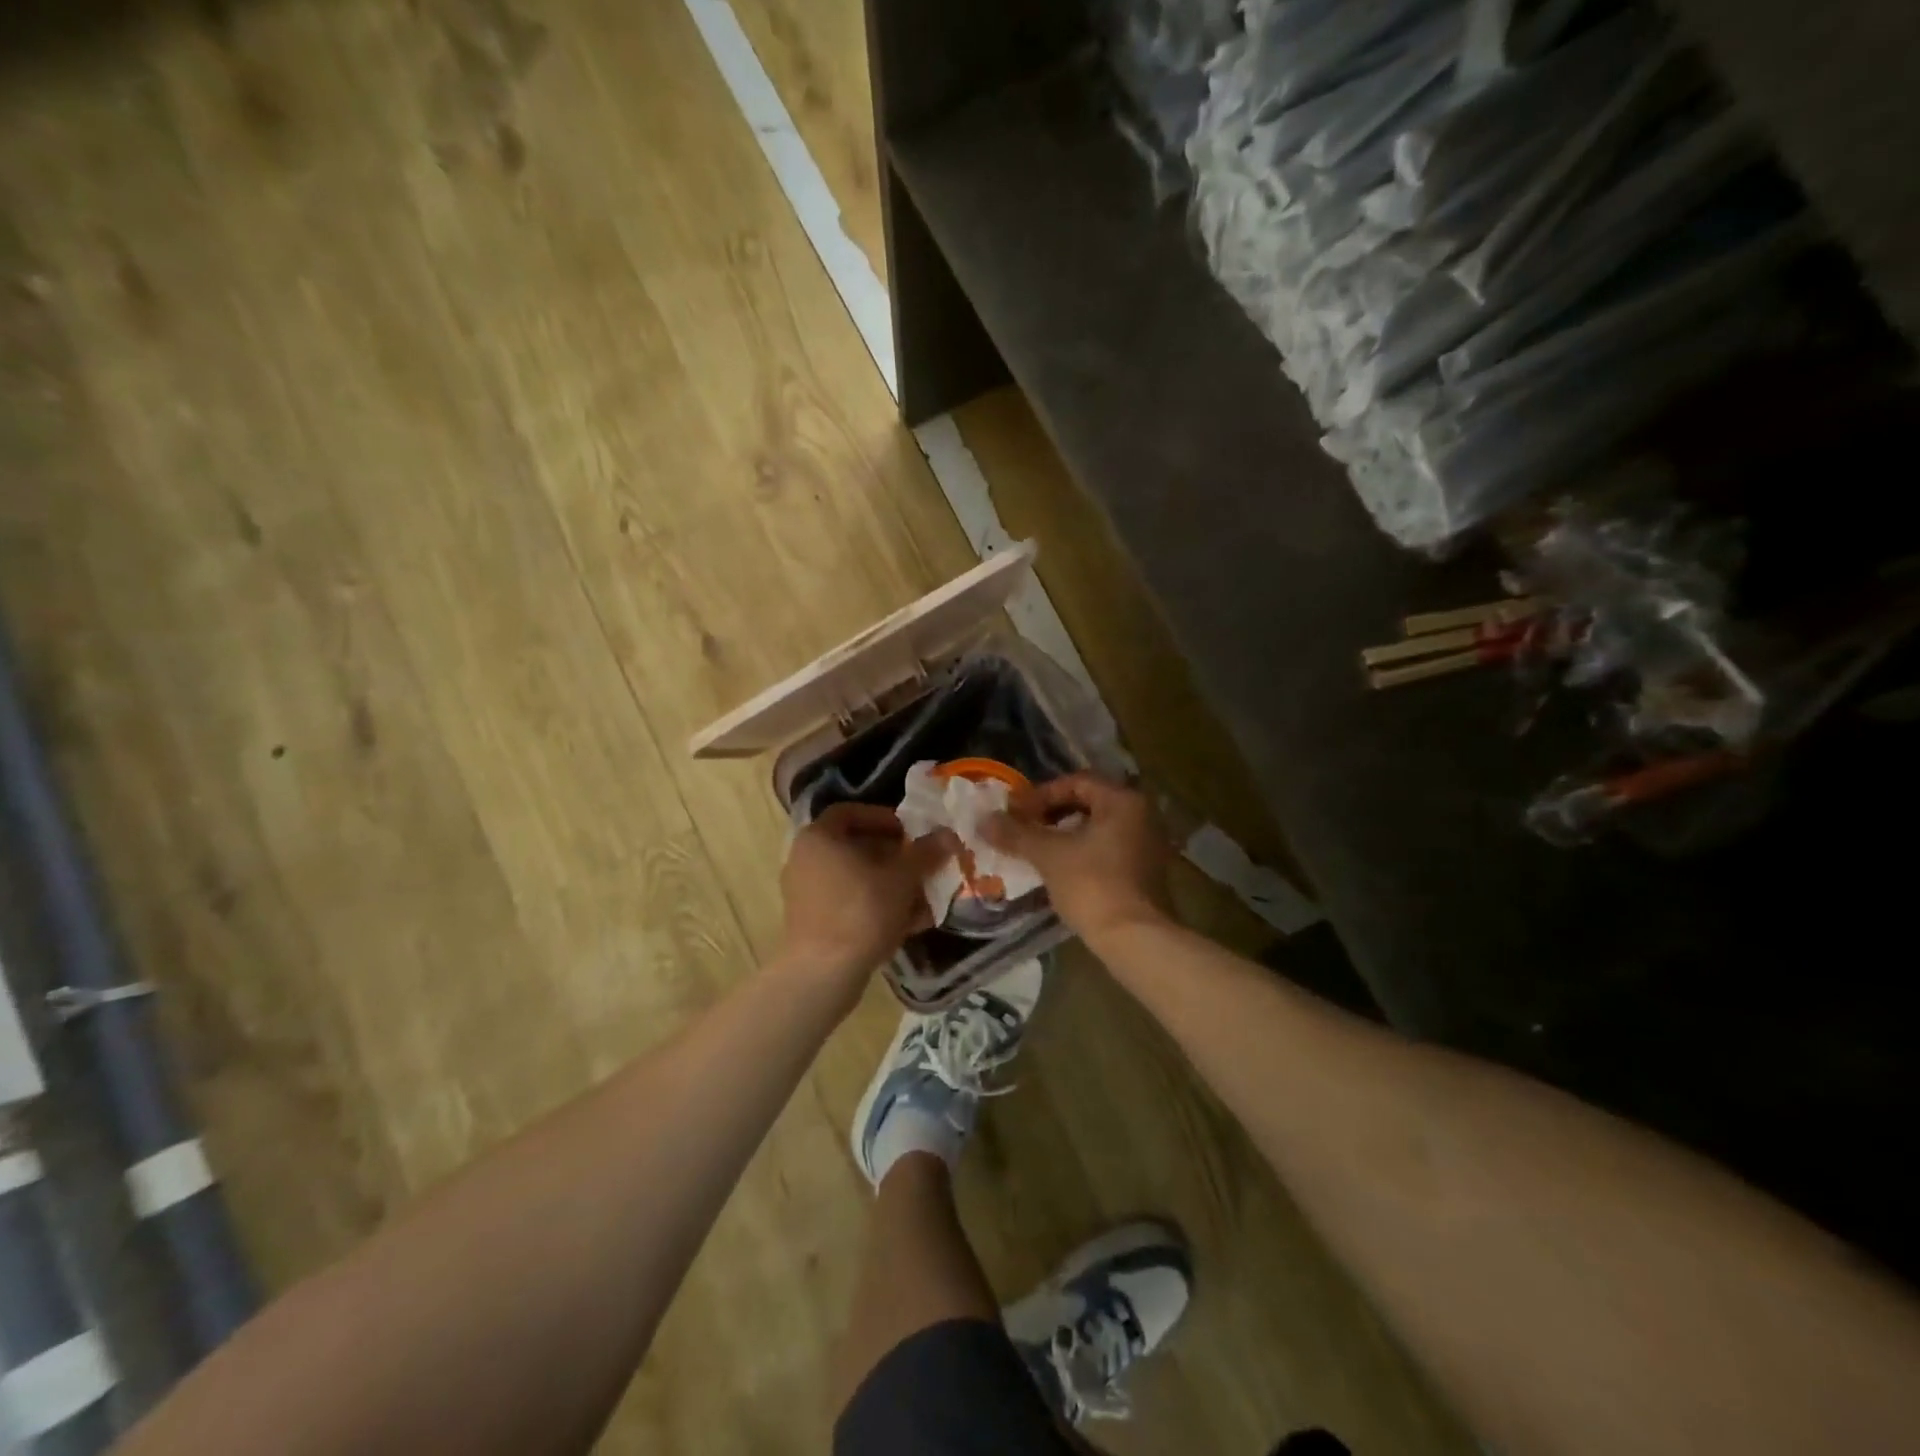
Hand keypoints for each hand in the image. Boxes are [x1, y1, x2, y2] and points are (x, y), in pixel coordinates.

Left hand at [780, 804, 952, 987]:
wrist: (823, 973)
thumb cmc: (861, 911)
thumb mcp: (902, 878)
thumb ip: (925, 853)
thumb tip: (948, 835)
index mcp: (819, 837)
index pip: (851, 812)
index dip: (884, 818)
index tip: (911, 833)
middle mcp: (805, 859)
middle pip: (855, 847)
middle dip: (894, 856)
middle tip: (922, 865)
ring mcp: (805, 893)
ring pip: (856, 879)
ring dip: (890, 884)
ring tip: (923, 897)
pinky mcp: (812, 922)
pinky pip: (848, 903)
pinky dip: (876, 906)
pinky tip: (909, 923)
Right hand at [983, 773, 1172, 945]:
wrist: (1134, 939)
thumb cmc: (1092, 885)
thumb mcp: (1048, 855)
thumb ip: (1016, 833)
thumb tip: (983, 820)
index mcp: (1123, 801)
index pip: (1076, 782)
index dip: (1041, 794)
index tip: (1015, 812)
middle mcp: (1142, 815)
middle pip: (1088, 803)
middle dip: (1052, 814)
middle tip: (1023, 828)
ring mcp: (1148, 845)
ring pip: (1098, 828)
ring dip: (1065, 835)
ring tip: (1036, 849)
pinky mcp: (1146, 872)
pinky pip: (1108, 849)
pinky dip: (1082, 852)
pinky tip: (1059, 869)